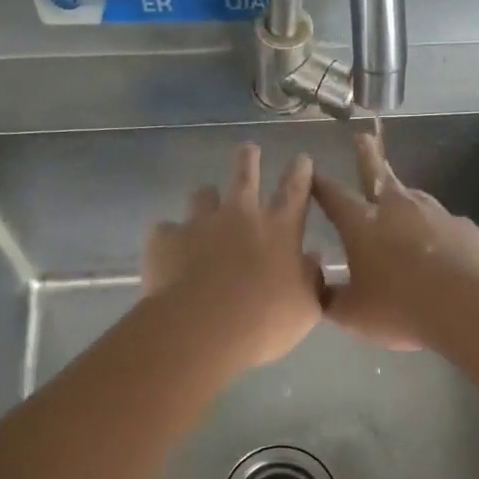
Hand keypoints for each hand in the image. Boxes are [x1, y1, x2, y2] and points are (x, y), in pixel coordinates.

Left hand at [142, 143, 322, 371]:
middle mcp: (240, 216)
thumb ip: (312, 280)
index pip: (295, 191)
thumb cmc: (263, 322)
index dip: (300, 172)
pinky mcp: (166, 238)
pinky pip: (166, 229)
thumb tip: (312, 259)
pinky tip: (169, 249)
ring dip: (206, 197)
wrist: (201, 329)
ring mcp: (200, 223)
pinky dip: (170, 237)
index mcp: (280, 229)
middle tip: (249, 149)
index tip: (301, 158)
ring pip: (202, 195)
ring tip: (205, 202)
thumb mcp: (305, 308)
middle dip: (248, 159)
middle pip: (245, 175)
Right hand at [311, 133, 478, 350]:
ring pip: (413, 195)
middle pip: (377, 173)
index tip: (312, 171)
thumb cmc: (401, 308)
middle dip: (367, 154)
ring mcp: (434, 213)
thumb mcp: (354, 314)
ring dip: (403, 193)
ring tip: (400, 198)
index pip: (334, 196)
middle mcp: (397, 209)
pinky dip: (435, 229)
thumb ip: (332, 300)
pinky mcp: (463, 227)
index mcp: (362, 225)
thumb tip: (320, 292)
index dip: (320, 184)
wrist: (468, 305)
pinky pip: (443, 223)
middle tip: (363, 136)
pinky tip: (439, 245)